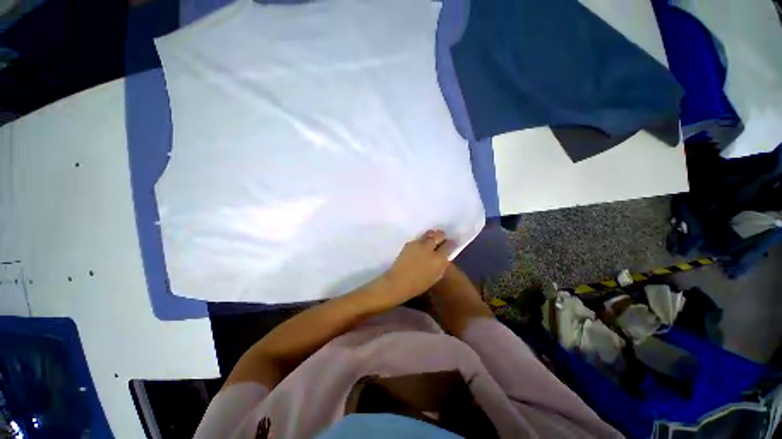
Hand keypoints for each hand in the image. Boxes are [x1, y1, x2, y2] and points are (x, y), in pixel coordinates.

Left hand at [382, 230, 455, 301]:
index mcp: (438, 259)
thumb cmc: (418, 285)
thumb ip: (442, 264)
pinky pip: (419, 238)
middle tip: (441, 240)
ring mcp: (418, 244)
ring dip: (432, 235)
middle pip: (439, 235)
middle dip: (442, 236)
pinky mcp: (409, 243)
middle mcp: (429, 248)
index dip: (452, 243)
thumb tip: (446, 256)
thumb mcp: (436, 276)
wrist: (398, 282)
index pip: (449, 245)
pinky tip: (421, 246)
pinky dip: (422, 240)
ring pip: (429, 234)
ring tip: (431, 240)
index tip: (451, 243)